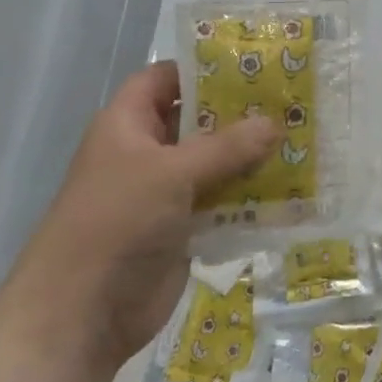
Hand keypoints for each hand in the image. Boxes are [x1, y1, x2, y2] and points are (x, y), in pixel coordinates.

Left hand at [0, 61, 276, 381]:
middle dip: (240, 113)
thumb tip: (274, 124)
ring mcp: (165, 192)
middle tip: (290, 101)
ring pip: (215, 162)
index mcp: (128, 124)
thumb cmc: (117, 222)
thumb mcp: (172, 173)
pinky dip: (250, 196)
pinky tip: (290, 188)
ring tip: (301, 140)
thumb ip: (226, 147)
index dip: (203, 68)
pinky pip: (222, 202)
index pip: (166, 78)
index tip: (253, 63)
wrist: (80, 317)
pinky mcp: (182, 228)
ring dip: (251, 156)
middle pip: (198, 120)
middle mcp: (147, 151)